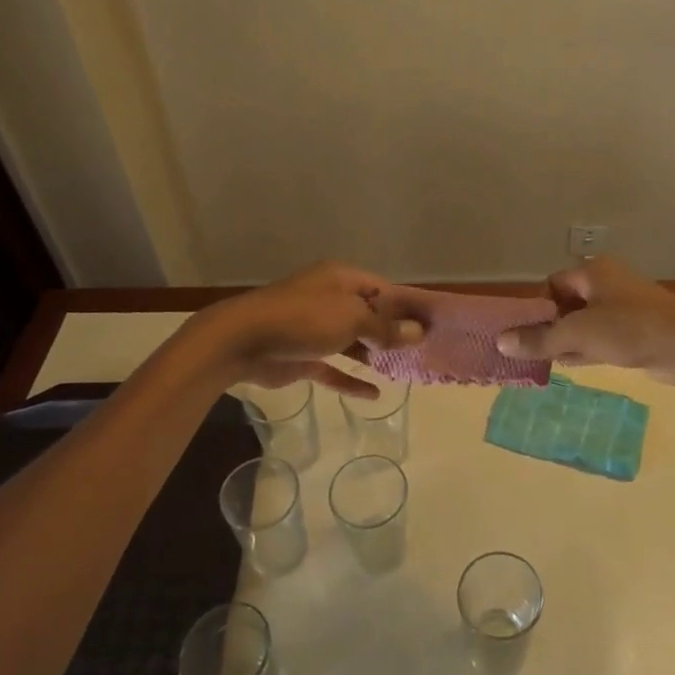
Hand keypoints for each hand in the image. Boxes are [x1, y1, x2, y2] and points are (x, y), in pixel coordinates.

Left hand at [198, 262, 423, 398]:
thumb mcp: (352, 318)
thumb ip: (385, 328)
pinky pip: (332, 368)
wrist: (242, 340)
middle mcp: (329, 300)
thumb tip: (418, 332)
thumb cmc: (303, 318)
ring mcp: (314, 329)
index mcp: (341, 279)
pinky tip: (373, 394)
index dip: (406, 307)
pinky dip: (350, 379)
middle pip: (368, 315)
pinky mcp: (302, 356)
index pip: (383, 289)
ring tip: (405, 370)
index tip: (431, 326)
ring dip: (374, 355)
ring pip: (352, 341)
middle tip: (423, 351)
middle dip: (392, 332)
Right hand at [495, 257, 674, 382]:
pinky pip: (601, 337)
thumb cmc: (630, 329)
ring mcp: (623, 308)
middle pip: (566, 304)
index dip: (537, 307)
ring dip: (566, 341)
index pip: (552, 284)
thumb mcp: (579, 334)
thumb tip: (501, 341)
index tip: (526, 333)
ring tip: (544, 362)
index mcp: (593, 272)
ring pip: (583, 323)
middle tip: (532, 351)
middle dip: (549, 327)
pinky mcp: (635, 331)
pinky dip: (584, 349)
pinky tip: (568, 365)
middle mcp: (607, 284)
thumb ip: (540, 339)